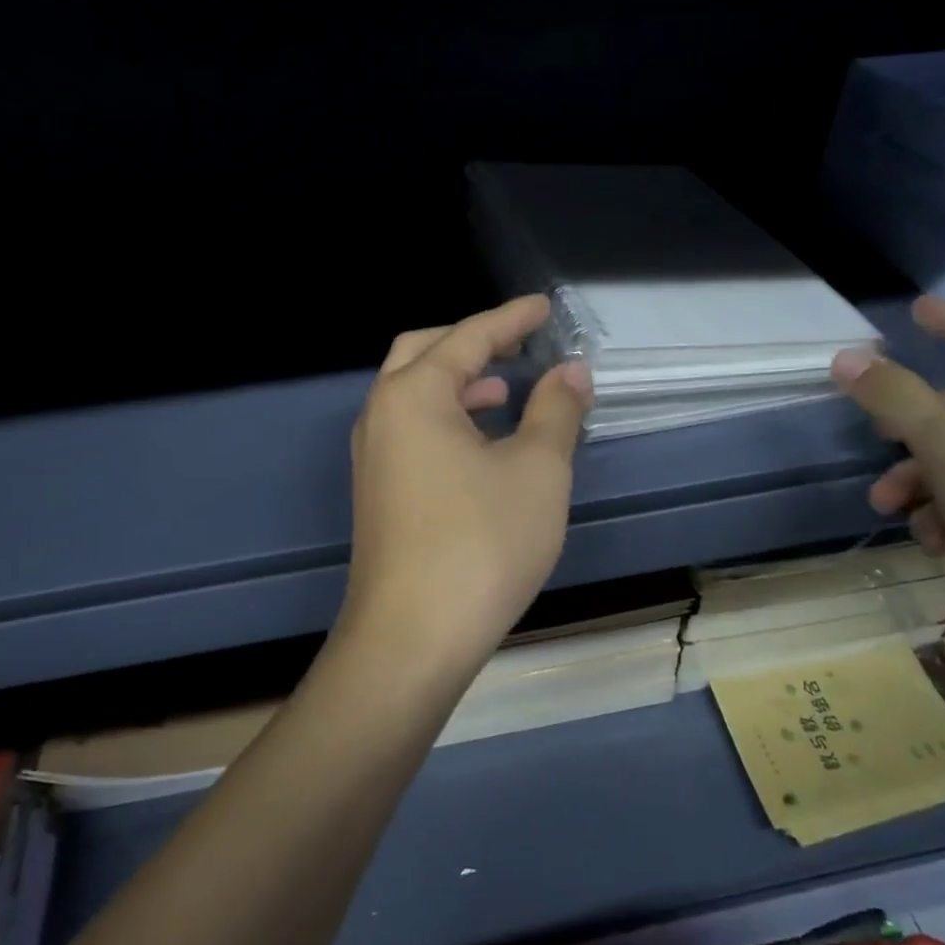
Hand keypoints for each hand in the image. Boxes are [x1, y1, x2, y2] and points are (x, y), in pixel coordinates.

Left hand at [337, 295, 593, 674]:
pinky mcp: (378, 493)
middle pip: (423, 353)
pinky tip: (481, 445)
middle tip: (517, 343)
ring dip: (458, 384)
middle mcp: (381, 416)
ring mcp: (373, 457)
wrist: (413, 637)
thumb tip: (571, 371)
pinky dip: (447, 420)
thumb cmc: (481, 542)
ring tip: (505, 391)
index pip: (467, 337)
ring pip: (413, 396)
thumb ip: (555, 410)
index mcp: (413, 395)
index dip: (510, 318)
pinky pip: (411, 433)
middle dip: (471, 342)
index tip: (544, 308)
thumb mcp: (536, 470)